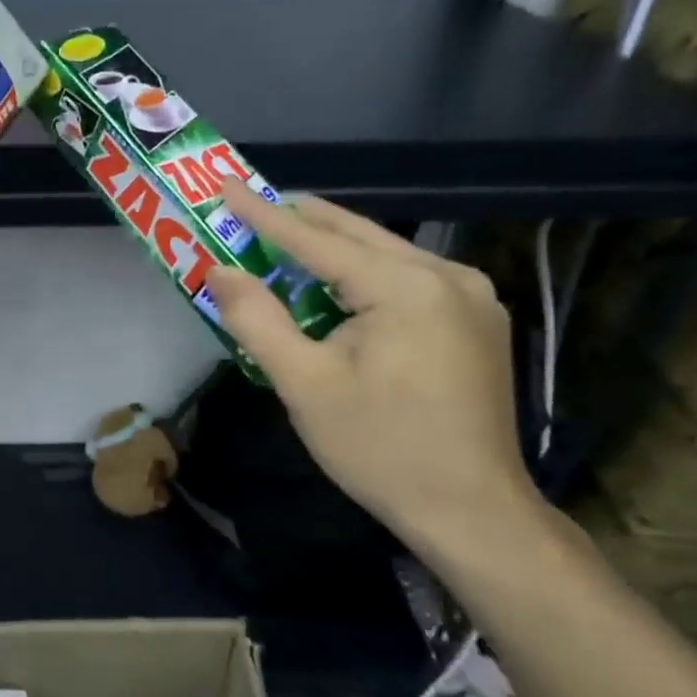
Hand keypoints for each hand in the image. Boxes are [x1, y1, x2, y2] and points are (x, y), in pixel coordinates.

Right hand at [206, 192, 540, 559]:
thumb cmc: (379, 447)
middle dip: (299, 222)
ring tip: (283, 242)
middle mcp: (448, 276)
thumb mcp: (305, 384)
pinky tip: (338, 286)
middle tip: (250, 207)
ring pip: (385, 255)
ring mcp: (472, 297)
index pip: (318, 240)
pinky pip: (407, 279)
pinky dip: (363, 274)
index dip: (264, 215)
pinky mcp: (477, 321)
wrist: (470, 510)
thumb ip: (258, 320)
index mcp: (406, 287)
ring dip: (331, 249)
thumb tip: (219, 271)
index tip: (225, 186)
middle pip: (358, 236)